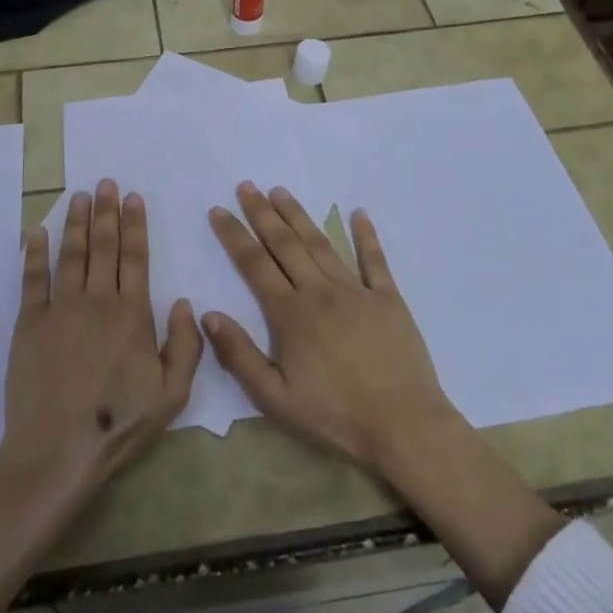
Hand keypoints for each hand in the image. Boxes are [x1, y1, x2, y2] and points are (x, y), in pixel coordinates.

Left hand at [0, 179, 203, 497]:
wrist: (58, 449)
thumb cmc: (118, 423)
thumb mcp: (173, 394)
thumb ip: (186, 345)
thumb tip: (186, 302)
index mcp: (133, 314)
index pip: (136, 257)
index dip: (135, 225)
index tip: (133, 197)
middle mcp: (98, 300)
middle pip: (103, 246)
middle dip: (106, 211)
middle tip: (106, 182)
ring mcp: (60, 308)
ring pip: (71, 253)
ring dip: (76, 222)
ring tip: (79, 195)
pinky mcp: (29, 322)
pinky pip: (33, 278)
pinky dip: (35, 252)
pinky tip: (38, 232)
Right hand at [204, 182, 454, 478]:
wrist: (404, 426)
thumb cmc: (335, 416)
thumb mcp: (275, 398)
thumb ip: (239, 355)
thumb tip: (208, 313)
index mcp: (291, 314)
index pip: (254, 265)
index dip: (234, 235)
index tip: (219, 210)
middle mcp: (320, 291)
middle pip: (285, 244)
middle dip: (263, 213)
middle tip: (247, 186)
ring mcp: (357, 291)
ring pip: (321, 243)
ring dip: (299, 216)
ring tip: (281, 191)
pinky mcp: (388, 299)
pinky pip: (374, 259)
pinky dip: (366, 235)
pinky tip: (358, 213)